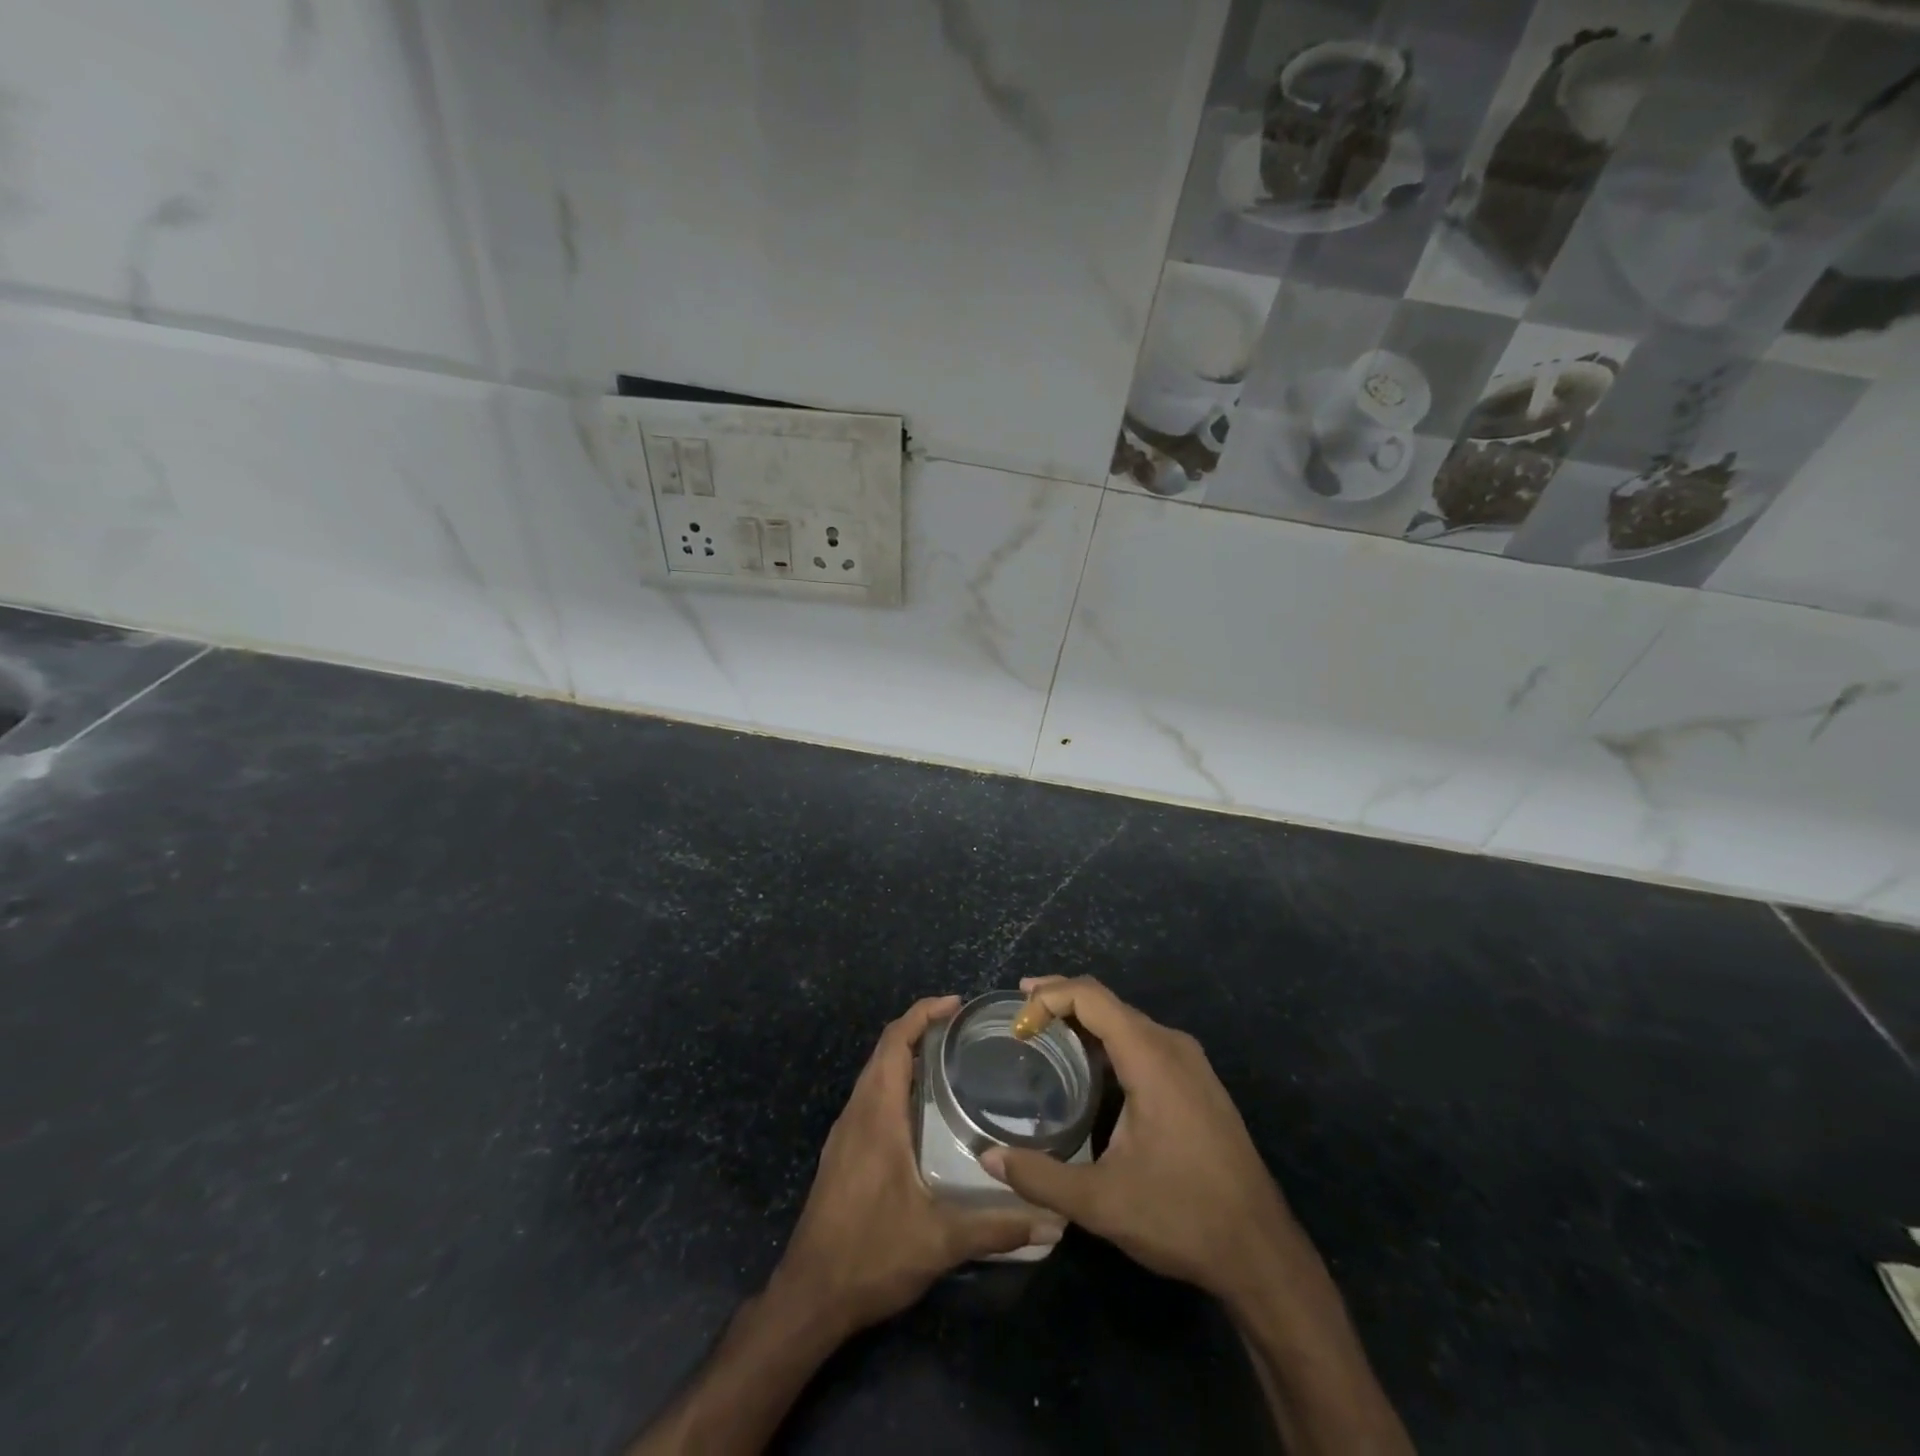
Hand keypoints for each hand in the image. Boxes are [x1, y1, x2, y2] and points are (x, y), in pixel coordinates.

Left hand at [771, 995, 1059, 1334]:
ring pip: (874, 1073)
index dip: (922, 1014)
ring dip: (905, 1054)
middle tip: (962, 1028)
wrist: (810, 1296)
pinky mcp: (842, 1152)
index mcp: (877, 1114)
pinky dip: (895, 1081)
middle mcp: (857, 1112)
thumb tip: (1053, 1222)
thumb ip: (996, 1227)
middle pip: (884, 1050)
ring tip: (948, 1058)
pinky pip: (870, 1096)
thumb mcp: (940, 1241)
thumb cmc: (871, 1254)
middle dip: (919, 1028)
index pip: (894, 1042)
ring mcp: (846, 1132)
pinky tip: (922, 1108)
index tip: (956, 1004)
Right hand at [981, 976, 1294, 1302]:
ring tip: (1044, 1033)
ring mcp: (1190, 1062)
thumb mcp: (1101, 1202)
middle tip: (1019, 1016)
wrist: (1262, 1252)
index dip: (1049, 998)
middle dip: (1060, 999)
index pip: (1091, 997)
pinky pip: (1144, 1040)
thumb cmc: (1181, 1216)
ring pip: (1127, 1020)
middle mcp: (1172, 1046)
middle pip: (1108, 1001)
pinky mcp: (1197, 1082)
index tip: (1017, 1025)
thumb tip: (988, 1157)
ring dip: (1084, 1019)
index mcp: (1151, 1058)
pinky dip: (1108, 1039)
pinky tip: (1089, 1066)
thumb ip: (1040, 1177)